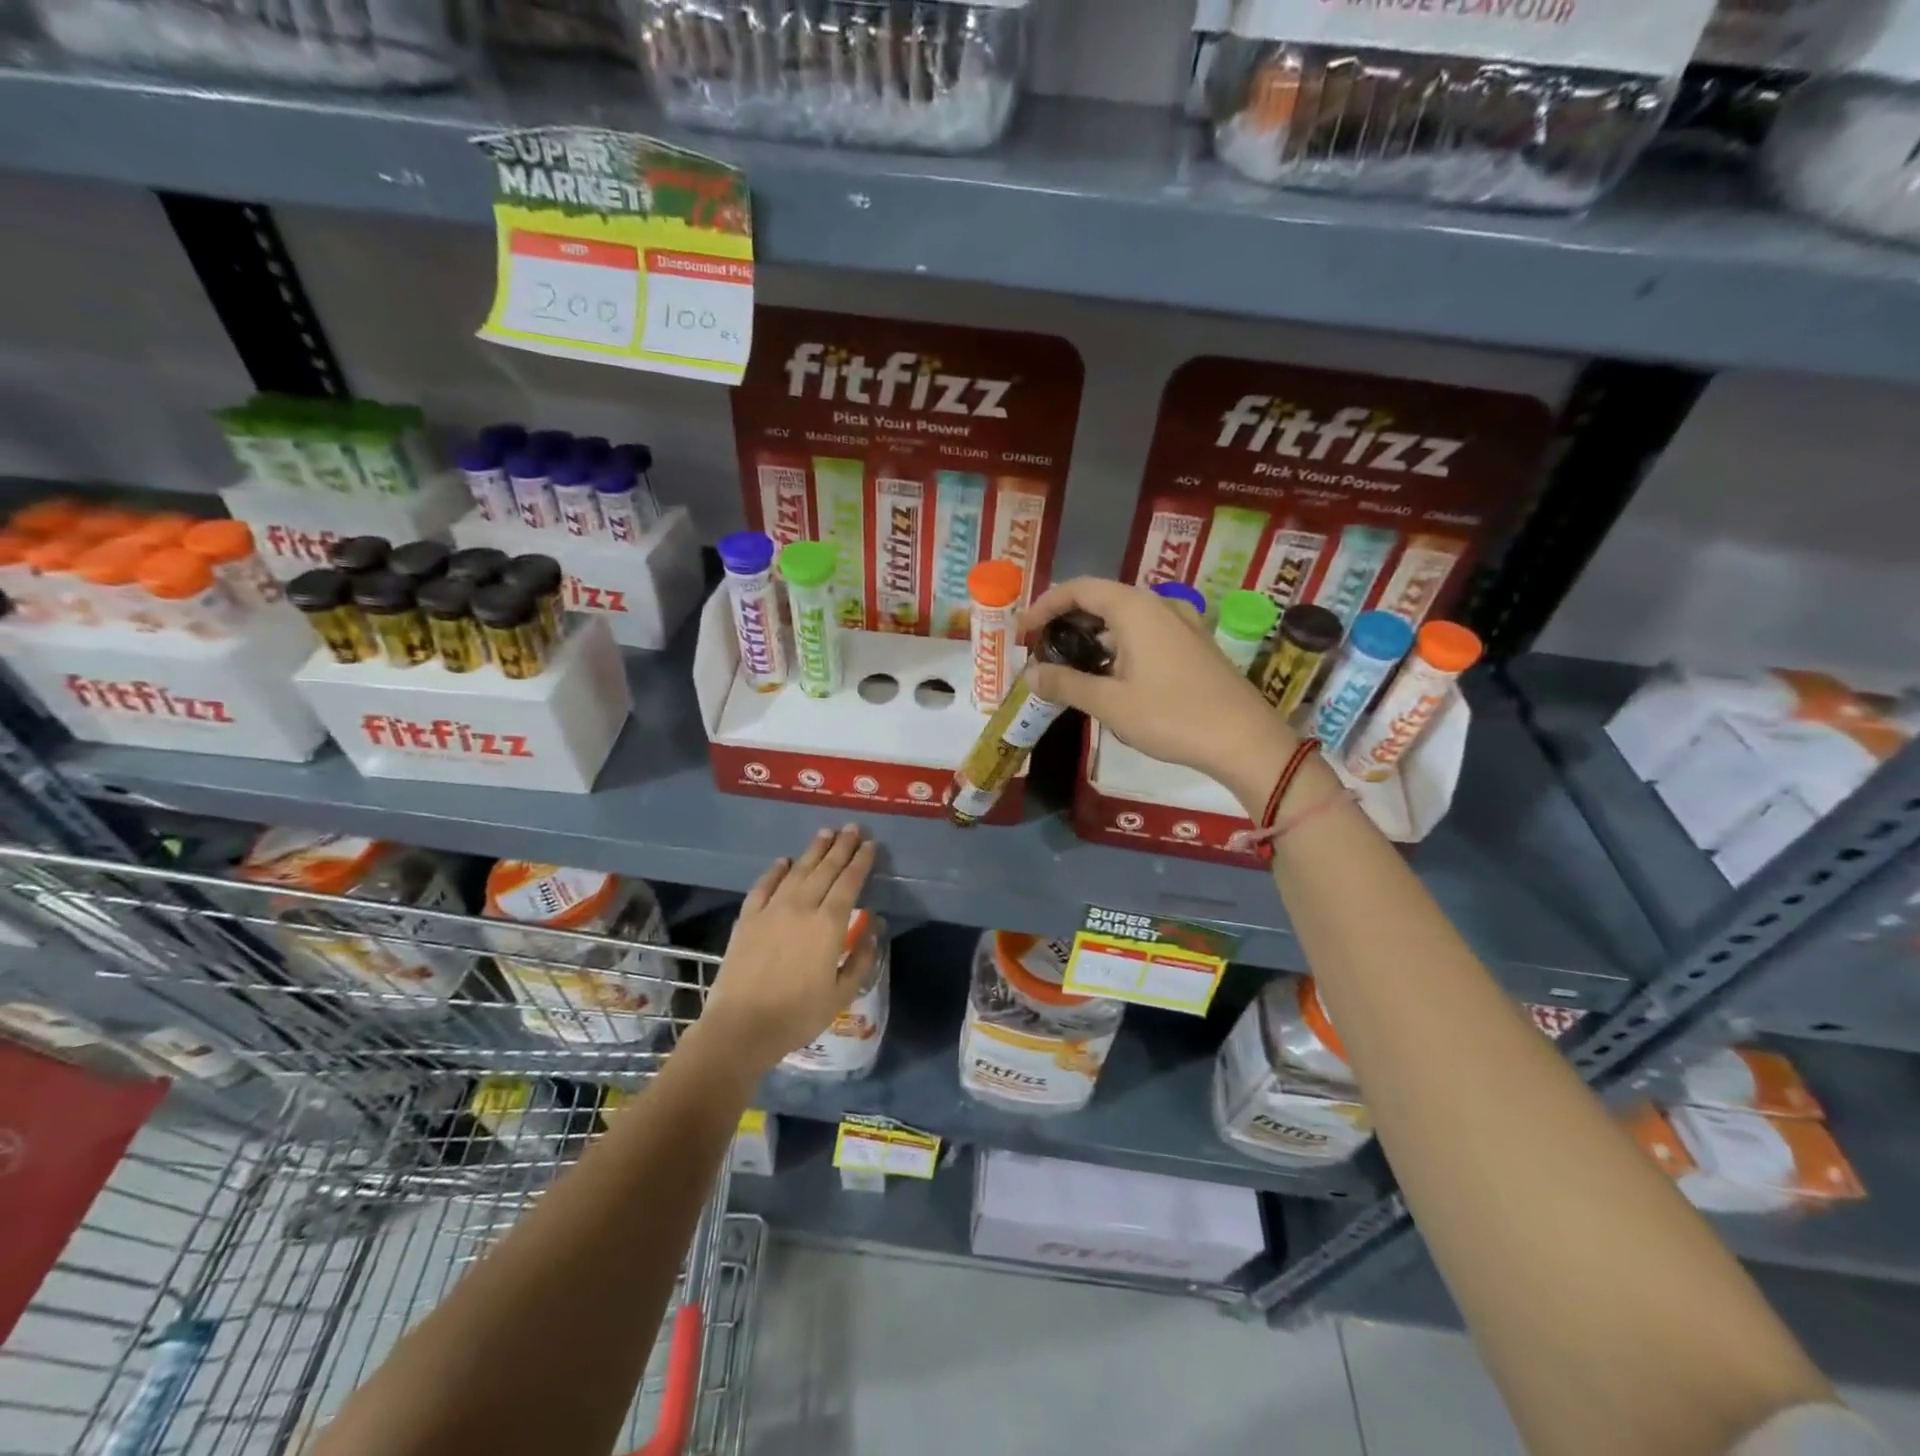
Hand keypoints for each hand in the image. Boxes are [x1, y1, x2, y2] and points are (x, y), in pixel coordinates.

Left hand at [701, 825, 878, 1070]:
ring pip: (797, 871)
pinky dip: (775, 871)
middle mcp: (801, 907)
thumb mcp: (842, 993)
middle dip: (841, 847)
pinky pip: (764, 886)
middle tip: (852, 828)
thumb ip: (862, 958)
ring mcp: (771, 910)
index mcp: (828, 924)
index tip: (870, 845)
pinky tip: (783, 861)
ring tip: (825, 833)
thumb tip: (875, 927)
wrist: (741, 1027)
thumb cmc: (798, 1015)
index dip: (861, 862)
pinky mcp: (748, 919)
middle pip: (825, 869)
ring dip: (813, 850)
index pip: (849, 883)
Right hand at [1023, 578, 1296, 816]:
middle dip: (1067, 621)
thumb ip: (1066, 684)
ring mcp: (1181, 623)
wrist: (1244, 740)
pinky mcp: (1193, 644)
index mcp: (1136, 609)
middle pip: (1102, 599)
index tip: (1023, 631)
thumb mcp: (1110, 704)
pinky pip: (1145, 632)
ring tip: (1071, 666)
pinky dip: (1118, 645)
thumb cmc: (1172, 717)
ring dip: (1093, 636)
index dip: (1045, 605)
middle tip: (1043, 649)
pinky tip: (1110, 676)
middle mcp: (1159, 605)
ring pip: (1125, 618)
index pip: (1079, 589)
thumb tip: (1030, 674)